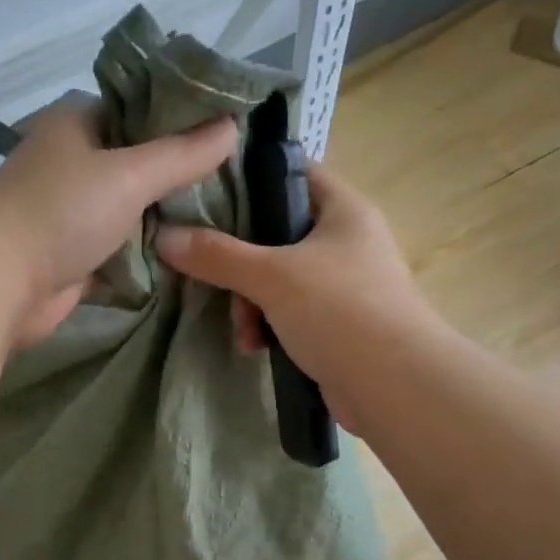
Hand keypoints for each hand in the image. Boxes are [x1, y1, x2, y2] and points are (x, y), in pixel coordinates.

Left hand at [0, 92, 237, 346]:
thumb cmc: (61, 213)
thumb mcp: (130, 175)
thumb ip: (182, 154)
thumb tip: (232, 127)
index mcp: (77, 123)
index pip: (139, 108)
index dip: (182, 119)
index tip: (226, 133)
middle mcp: (72, 161)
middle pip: (137, 161)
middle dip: (178, 174)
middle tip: (230, 182)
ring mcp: (70, 209)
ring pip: (130, 206)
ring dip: (163, 216)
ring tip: (219, 217)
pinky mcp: (72, 252)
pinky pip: (119, 245)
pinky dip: (144, 250)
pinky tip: (185, 251)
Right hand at [153, 162, 426, 426]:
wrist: (394, 387)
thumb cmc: (340, 311)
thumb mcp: (272, 276)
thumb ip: (218, 254)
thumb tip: (164, 236)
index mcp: (343, 210)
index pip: (292, 172)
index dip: (249, 177)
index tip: (204, 193)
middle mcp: (346, 241)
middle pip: (275, 232)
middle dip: (240, 262)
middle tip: (218, 280)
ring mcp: (343, 285)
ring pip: (278, 278)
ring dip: (250, 303)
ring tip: (244, 331)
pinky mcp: (336, 325)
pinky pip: (289, 313)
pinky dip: (268, 326)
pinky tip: (256, 347)